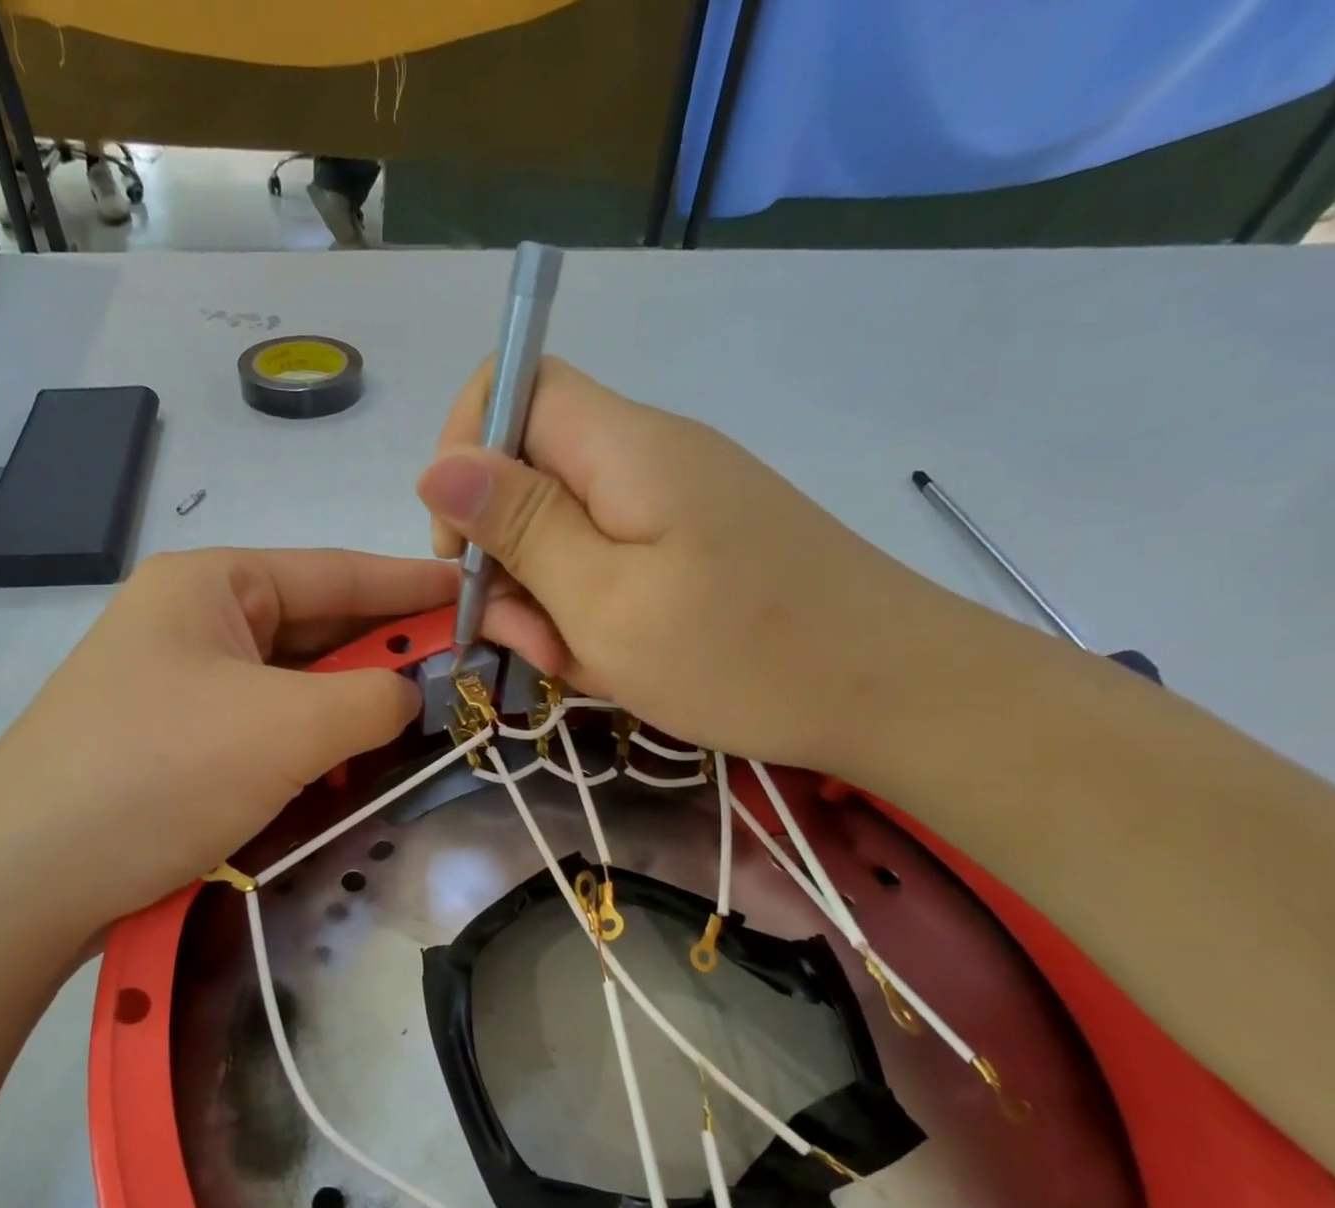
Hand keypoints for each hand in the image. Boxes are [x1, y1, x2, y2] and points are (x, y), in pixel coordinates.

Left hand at [0, 549, 454, 958]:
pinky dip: (314, 745)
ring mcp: (185, 685)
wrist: (25, 883)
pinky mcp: (181, 743)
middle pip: (319, 630)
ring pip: (297, 686)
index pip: (338, 572)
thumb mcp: (286, 727)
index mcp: (213, 584)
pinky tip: (350, 767)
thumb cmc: (158, 774)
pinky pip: (270, 729)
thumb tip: (413, 696)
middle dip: (388, 657)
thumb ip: (374, 697)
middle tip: (465, 676)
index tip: (479, 593)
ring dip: (353, 709)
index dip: (414, 584)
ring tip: (421, 726)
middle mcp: (197, 622)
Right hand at [416, 357, 997, 772]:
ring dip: (549, 599)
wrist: (897, 694)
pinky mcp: (694, 547)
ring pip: (566, 531)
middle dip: (507, 558)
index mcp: (624, 448)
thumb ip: (521, 528)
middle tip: (532, 638)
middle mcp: (647, 458)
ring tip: (582, 663)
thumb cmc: (741, 653)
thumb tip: (437, 467)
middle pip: (532, 472)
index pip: (513, 386)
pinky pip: (610, 564)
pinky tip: (616, 663)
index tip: (461, 544)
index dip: (464, 450)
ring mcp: (675, 505)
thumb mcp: (605, 601)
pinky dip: (593, 613)